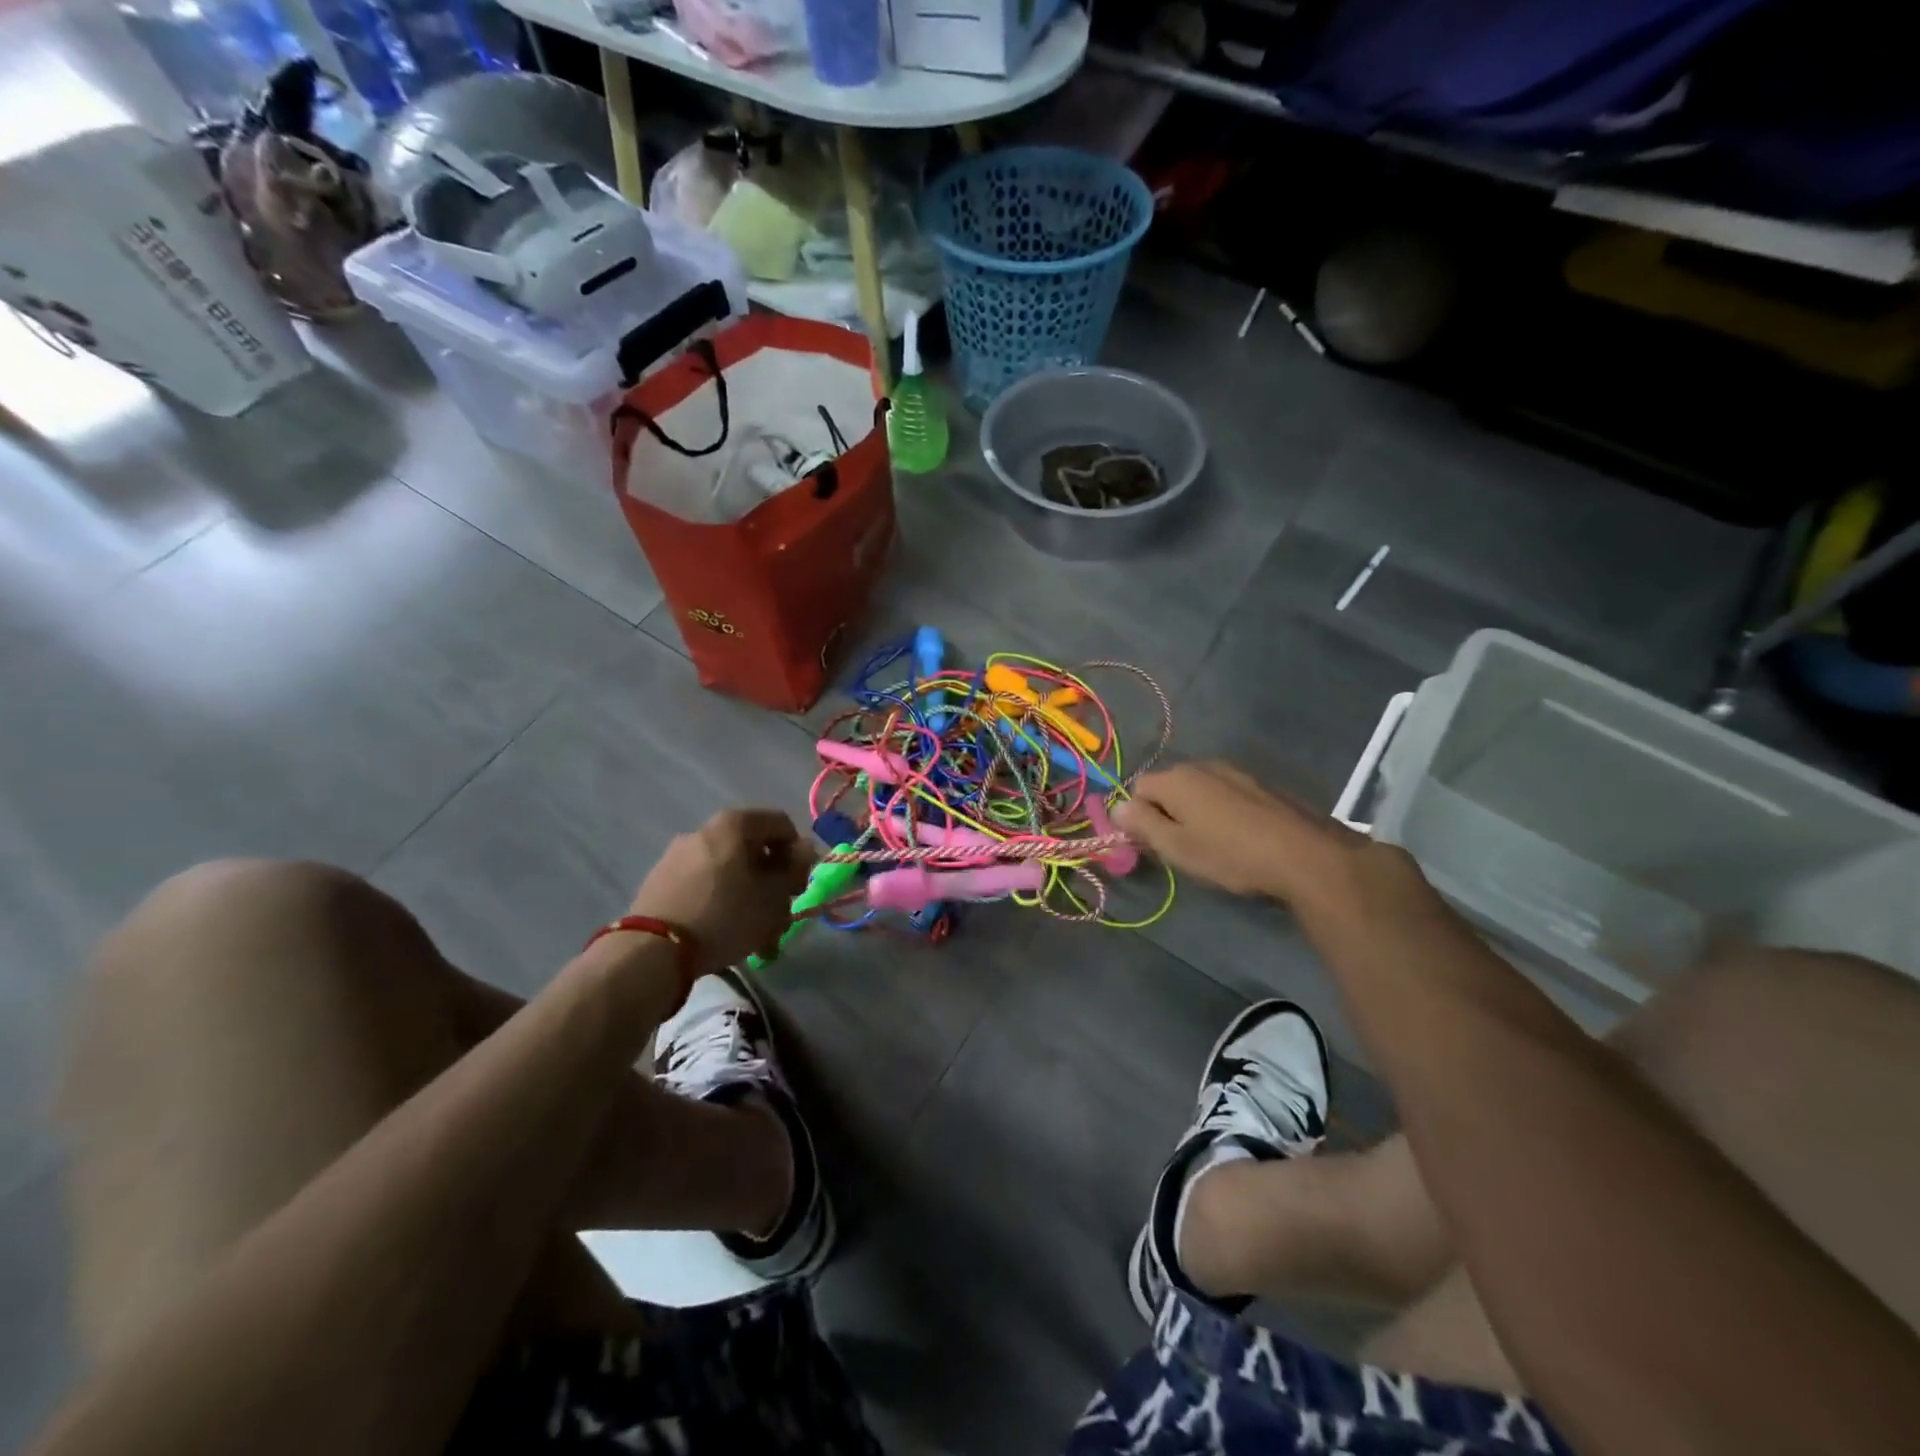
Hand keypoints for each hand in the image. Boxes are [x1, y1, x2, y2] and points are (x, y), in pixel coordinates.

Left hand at [629, 809, 816, 971]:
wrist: (652, 950)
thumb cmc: (726, 915)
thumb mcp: (774, 896)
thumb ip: (795, 869)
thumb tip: (804, 849)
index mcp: (735, 824)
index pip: (782, 824)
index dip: (798, 854)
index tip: (798, 887)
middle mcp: (704, 830)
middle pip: (753, 851)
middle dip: (771, 882)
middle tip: (778, 915)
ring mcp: (678, 855)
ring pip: (729, 872)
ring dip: (748, 897)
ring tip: (753, 935)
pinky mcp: (660, 881)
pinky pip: (703, 885)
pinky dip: (720, 902)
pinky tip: (723, 933)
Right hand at [1113, 761, 1358, 901]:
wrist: (1304, 854)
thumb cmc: (1230, 854)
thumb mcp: (1177, 847)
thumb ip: (1142, 824)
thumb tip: (1117, 808)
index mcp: (1176, 779)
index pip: (1137, 789)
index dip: (1139, 816)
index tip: (1154, 844)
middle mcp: (1202, 766)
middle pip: (1168, 785)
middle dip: (1167, 811)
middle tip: (1181, 847)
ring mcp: (1235, 772)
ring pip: (1198, 789)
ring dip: (1196, 811)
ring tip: (1212, 843)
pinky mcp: (1260, 784)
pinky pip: (1225, 793)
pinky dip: (1222, 810)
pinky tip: (1239, 836)